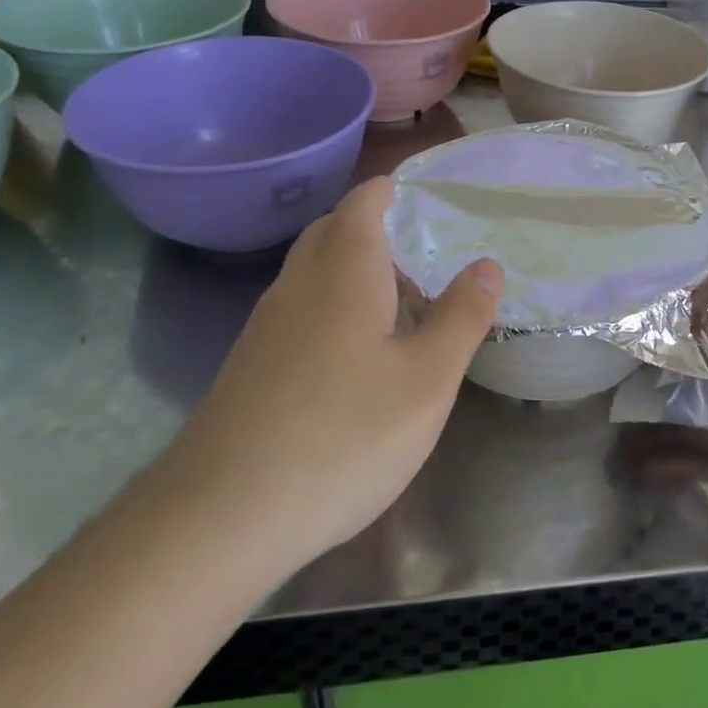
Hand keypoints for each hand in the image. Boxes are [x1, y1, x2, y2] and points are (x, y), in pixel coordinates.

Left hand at [157, 177, 501, 571]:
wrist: (220, 518)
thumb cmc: (342, 435)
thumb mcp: (427, 379)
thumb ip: (462, 316)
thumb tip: (487, 264)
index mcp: (343, 271)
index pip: (362, 202)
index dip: (391, 190)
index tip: (427, 196)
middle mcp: (298, 285)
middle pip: (333, 231)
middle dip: (375, 228)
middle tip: (424, 252)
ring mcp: (266, 327)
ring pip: (313, 273)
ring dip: (354, 271)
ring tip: (401, 303)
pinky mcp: (250, 367)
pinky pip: (299, 311)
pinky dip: (333, 307)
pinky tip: (357, 356)